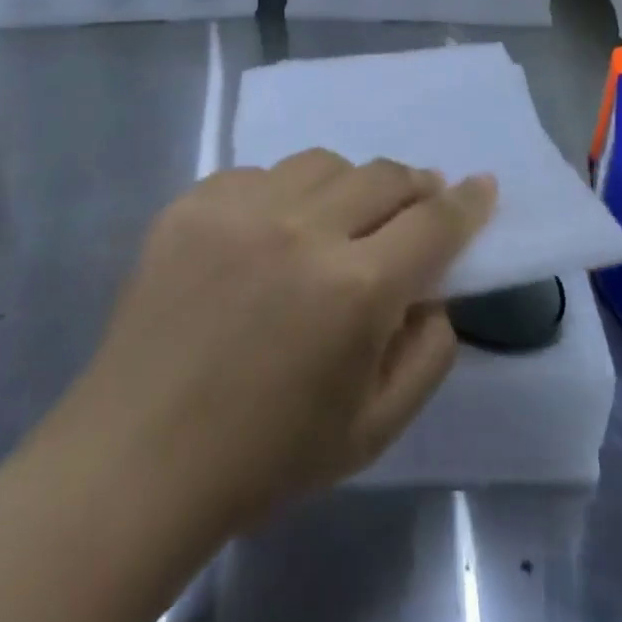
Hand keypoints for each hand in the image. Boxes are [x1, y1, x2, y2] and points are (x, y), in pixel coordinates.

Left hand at [51, 150, 494, 532]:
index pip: (434, 222)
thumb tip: (435, 292)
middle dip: (414, 185)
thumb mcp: (373, 430)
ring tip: (342, 213)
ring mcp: (242, 207)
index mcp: (356, 288)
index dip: (467, 202)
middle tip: (418, 199)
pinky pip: (259, 175)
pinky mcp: (194, 202)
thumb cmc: (265, 456)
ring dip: (348, 183)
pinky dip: (281, 195)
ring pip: (322, 162)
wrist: (139, 458)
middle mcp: (304, 229)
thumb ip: (427, 354)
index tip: (483, 185)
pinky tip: (269, 231)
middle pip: (383, 176)